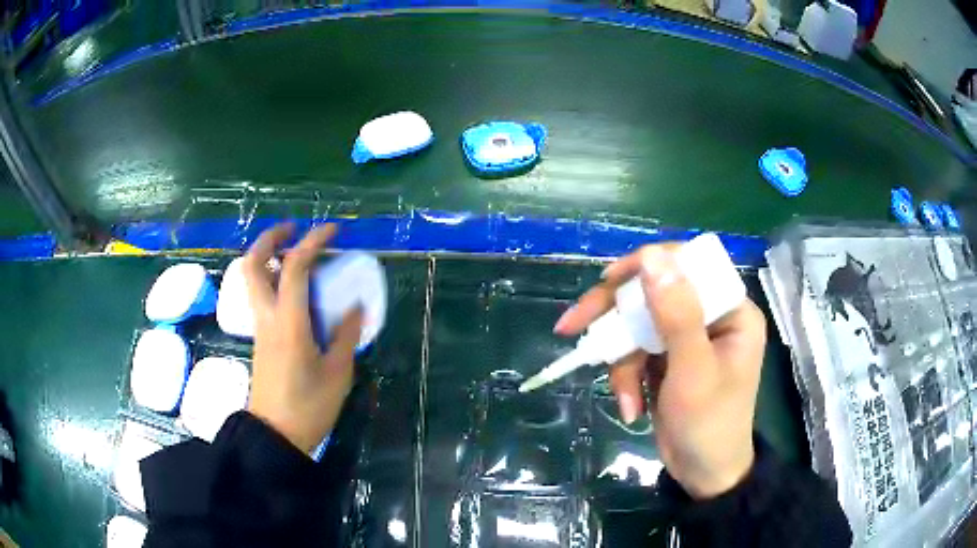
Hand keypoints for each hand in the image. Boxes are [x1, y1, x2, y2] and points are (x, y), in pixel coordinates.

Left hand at [242, 223, 362, 453]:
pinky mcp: (260, 337)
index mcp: (289, 323)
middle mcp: (267, 317)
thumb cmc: (309, 407)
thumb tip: (355, 306)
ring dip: (269, 256)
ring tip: (295, 253)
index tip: (334, 230)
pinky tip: (295, 288)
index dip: (313, 241)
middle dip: (270, 238)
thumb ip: (346, 334)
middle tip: (293, 229)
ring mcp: (260, 327)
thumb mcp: (338, 373)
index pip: (295, 268)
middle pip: (253, 264)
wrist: (275, 435)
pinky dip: (273, 278)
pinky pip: (261, 295)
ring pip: (252, 278)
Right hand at [554, 244, 765, 498]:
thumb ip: (676, 313)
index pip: (687, 265)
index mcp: (730, 310)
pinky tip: (632, 407)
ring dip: (622, 363)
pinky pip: (635, 352)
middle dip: (615, 317)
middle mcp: (709, 316)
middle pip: (653, 294)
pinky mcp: (667, 358)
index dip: (647, 266)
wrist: (702, 474)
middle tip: (572, 326)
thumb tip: (651, 255)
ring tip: (627, 401)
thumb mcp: (693, 370)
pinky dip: (626, 378)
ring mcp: (686, 338)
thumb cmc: (709, 424)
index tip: (608, 281)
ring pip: (637, 326)